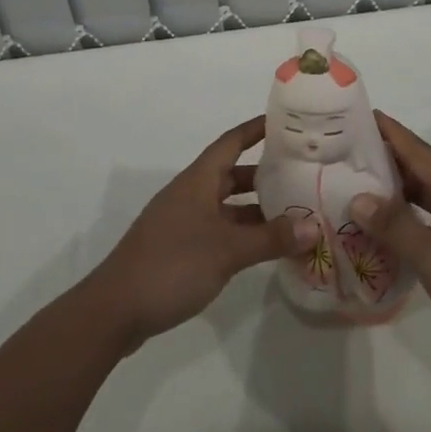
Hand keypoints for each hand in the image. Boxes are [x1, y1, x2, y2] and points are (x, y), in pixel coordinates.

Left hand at [87, 117, 318, 350]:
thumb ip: (271, 238)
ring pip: (227, 206)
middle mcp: (191, 194)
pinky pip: (220, 230)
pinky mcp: (180, 249)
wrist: (116, 310)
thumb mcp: (228, 250)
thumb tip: (314, 226)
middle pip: (232, 174)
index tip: (286, 121)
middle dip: (266, 174)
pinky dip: (243, 234)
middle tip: (302, 175)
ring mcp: (183, 222)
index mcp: (198, 180)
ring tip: (295, 215)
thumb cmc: (172, 265)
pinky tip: (266, 248)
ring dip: (257, 209)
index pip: (232, 141)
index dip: (257, 128)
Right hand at [352, 112, 430, 377]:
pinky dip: (410, 217)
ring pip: (428, 195)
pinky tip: (391, 229)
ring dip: (397, 189)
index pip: (416, 149)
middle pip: (421, 168)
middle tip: (347, 153)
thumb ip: (394, 225)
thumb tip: (358, 198)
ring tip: (360, 186)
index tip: (357, 115)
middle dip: (387, 157)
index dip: (388, 131)